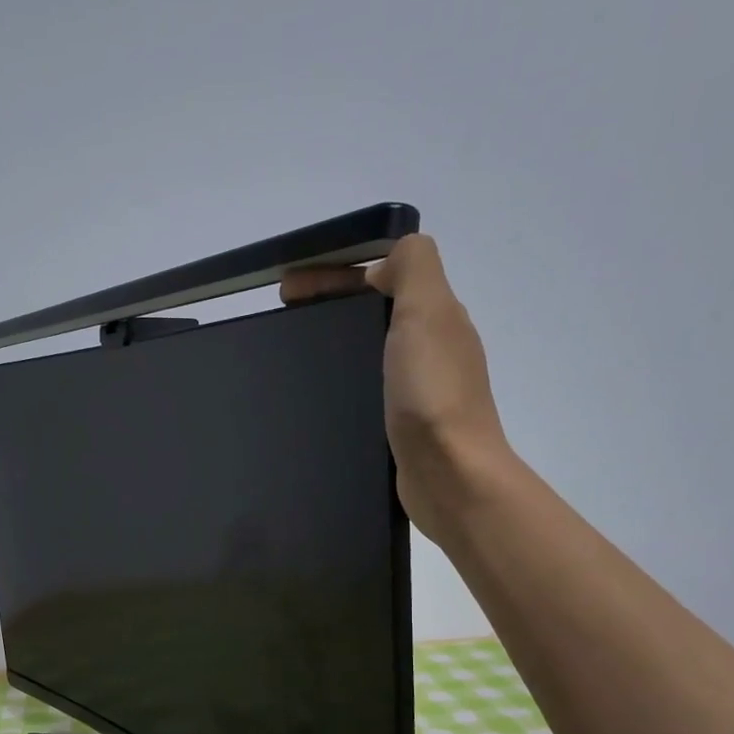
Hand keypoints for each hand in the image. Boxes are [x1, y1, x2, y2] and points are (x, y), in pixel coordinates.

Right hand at [280, 234, 505, 535]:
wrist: (451, 475)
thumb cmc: (432, 393)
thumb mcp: (427, 311)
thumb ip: (414, 267)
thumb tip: (390, 259)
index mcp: (434, 315)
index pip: (380, 275)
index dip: (333, 273)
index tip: (286, 290)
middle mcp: (430, 346)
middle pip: (373, 310)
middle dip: (329, 305)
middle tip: (282, 320)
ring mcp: (419, 388)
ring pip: (370, 349)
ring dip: (335, 342)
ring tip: (294, 357)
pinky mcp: (404, 424)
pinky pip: (369, 387)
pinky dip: (343, 380)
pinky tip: (319, 396)